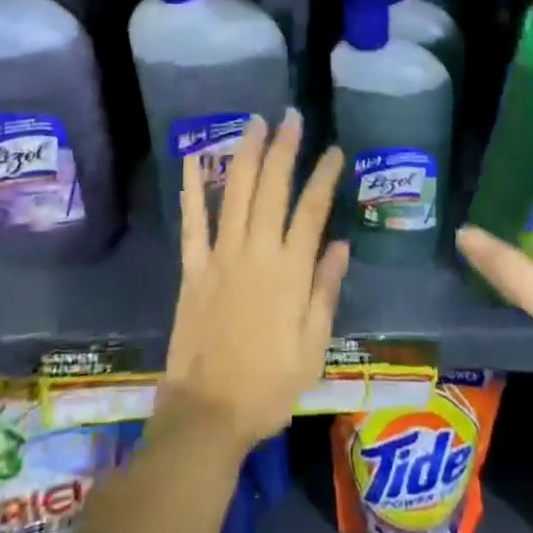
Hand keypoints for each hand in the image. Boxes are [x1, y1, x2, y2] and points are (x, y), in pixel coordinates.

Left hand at [163, 110, 348, 451]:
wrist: (207, 415)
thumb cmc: (268, 387)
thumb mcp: (312, 348)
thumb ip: (325, 291)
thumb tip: (340, 244)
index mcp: (289, 272)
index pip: (311, 211)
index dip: (324, 177)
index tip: (334, 150)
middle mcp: (256, 253)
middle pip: (272, 189)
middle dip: (284, 148)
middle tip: (291, 116)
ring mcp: (221, 256)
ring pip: (236, 193)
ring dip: (246, 154)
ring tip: (255, 123)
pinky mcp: (193, 268)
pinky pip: (192, 222)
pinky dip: (192, 189)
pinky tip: (192, 159)